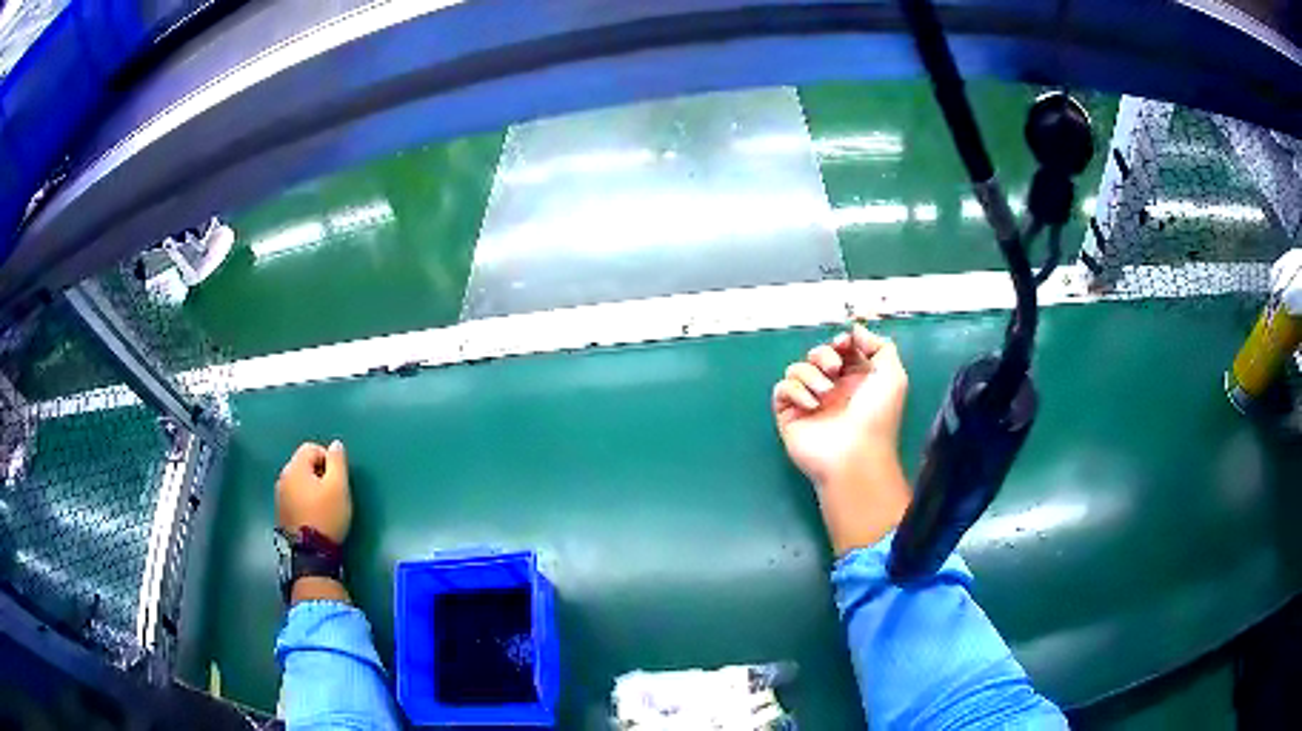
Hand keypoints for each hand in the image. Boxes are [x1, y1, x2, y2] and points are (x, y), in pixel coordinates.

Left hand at [276, 441, 351, 544]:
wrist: (310, 553)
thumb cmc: (326, 516)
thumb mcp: (339, 487)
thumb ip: (337, 462)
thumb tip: (335, 444)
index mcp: (295, 467)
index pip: (311, 447)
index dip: (328, 459)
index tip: (338, 479)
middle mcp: (283, 477)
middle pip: (303, 464)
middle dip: (319, 473)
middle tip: (333, 492)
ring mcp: (279, 495)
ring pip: (298, 481)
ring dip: (311, 487)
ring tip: (324, 505)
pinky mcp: (280, 511)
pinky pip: (294, 496)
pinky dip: (304, 500)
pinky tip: (313, 515)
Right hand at [773, 324, 907, 486]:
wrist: (855, 455)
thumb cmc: (877, 417)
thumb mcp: (893, 375)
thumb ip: (880, 346)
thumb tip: (856, 330)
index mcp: (857, 379)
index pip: (841, 349)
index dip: (840, 342)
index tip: (843, 343)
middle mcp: (833, 388)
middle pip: (817, 354)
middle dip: (823, 354)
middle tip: (834, 369)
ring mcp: (810, 401)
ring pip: (797, 369)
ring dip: (810, 374)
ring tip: (825, 393)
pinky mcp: (790, 414)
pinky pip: (782, 389)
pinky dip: (795, 391)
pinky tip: (811, 405)